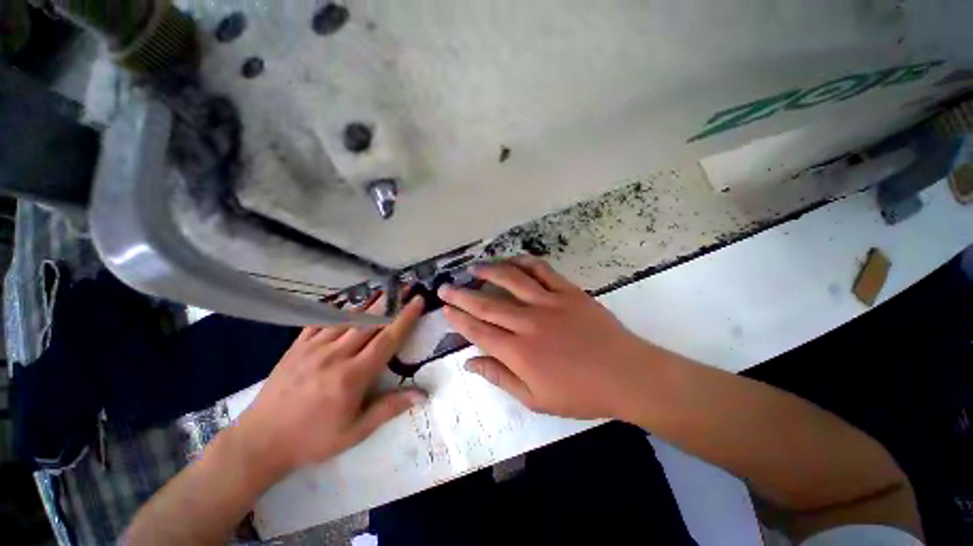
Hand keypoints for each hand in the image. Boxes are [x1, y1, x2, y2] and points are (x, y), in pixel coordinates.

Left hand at [233, 295, 426, 479]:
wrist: (260, 441)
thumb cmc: (312, 439)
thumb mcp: (355, 433)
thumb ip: (389, 409)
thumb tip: (422, 394)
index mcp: (353, 376)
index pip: (387, 339)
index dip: (405, 318)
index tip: (418, 301)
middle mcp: (336, 355)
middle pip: (370, 322)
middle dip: (392, 303)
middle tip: (406, 288)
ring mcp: (313, 347)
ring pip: (348, 318)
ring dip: (369, 303)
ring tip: (384, 291)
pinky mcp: (297, 346)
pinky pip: (320, 321)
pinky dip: (337, 310)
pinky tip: (347, 304)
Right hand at [439, 256, 665, 420]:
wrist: (626, 375)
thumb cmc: (580, 393)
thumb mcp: (536, 398)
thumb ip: (500, 378)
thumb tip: (470, 363)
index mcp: (519, 352)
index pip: (479, 331)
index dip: (459, 319)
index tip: (445, 309)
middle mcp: (528, 323)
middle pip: (487, 305)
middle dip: (462, 295)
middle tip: (445, 287)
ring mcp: (549, 303)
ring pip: (511, 281)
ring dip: (489, 272)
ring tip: (474, 268)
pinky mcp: (568, 291)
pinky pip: (542, 271)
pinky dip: (525, 263)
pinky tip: (513, 260)